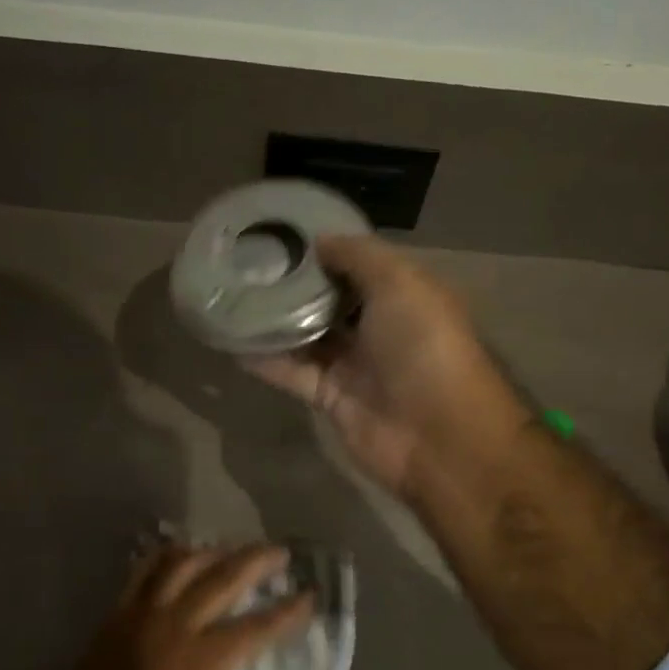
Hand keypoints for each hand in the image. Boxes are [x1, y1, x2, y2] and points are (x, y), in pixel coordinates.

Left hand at [52, 542, 313, 669]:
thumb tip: (233, 648)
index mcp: (207, 656)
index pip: (259, 626)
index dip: (288, 611)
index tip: (309, 595)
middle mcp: (180, 623)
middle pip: (226, 578)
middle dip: (258, 561)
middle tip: (278, 552)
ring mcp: (148, 610)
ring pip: (185, 563)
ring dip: (213, 551)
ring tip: (230, 549)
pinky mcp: (122, 608)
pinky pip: (146, 569)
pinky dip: (167, 556)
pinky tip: (182, 552)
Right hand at [247, 235, 530, 499]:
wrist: (437, 436)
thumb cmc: (424, 347)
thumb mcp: (401, 283)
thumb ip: (359, 256)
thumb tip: (320, 240)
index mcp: (405, 295)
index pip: (361, 264)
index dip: (327, 249)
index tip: (284, 232)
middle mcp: (380, 327)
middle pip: (330, 299)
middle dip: (295, 283)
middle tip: (249, 261)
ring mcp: (355, 364)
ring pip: (307, 336)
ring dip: (274, 319)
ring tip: (232, 294)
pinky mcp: (331, 398)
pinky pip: (293, 373)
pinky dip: (266, 359)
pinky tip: (231, 340)